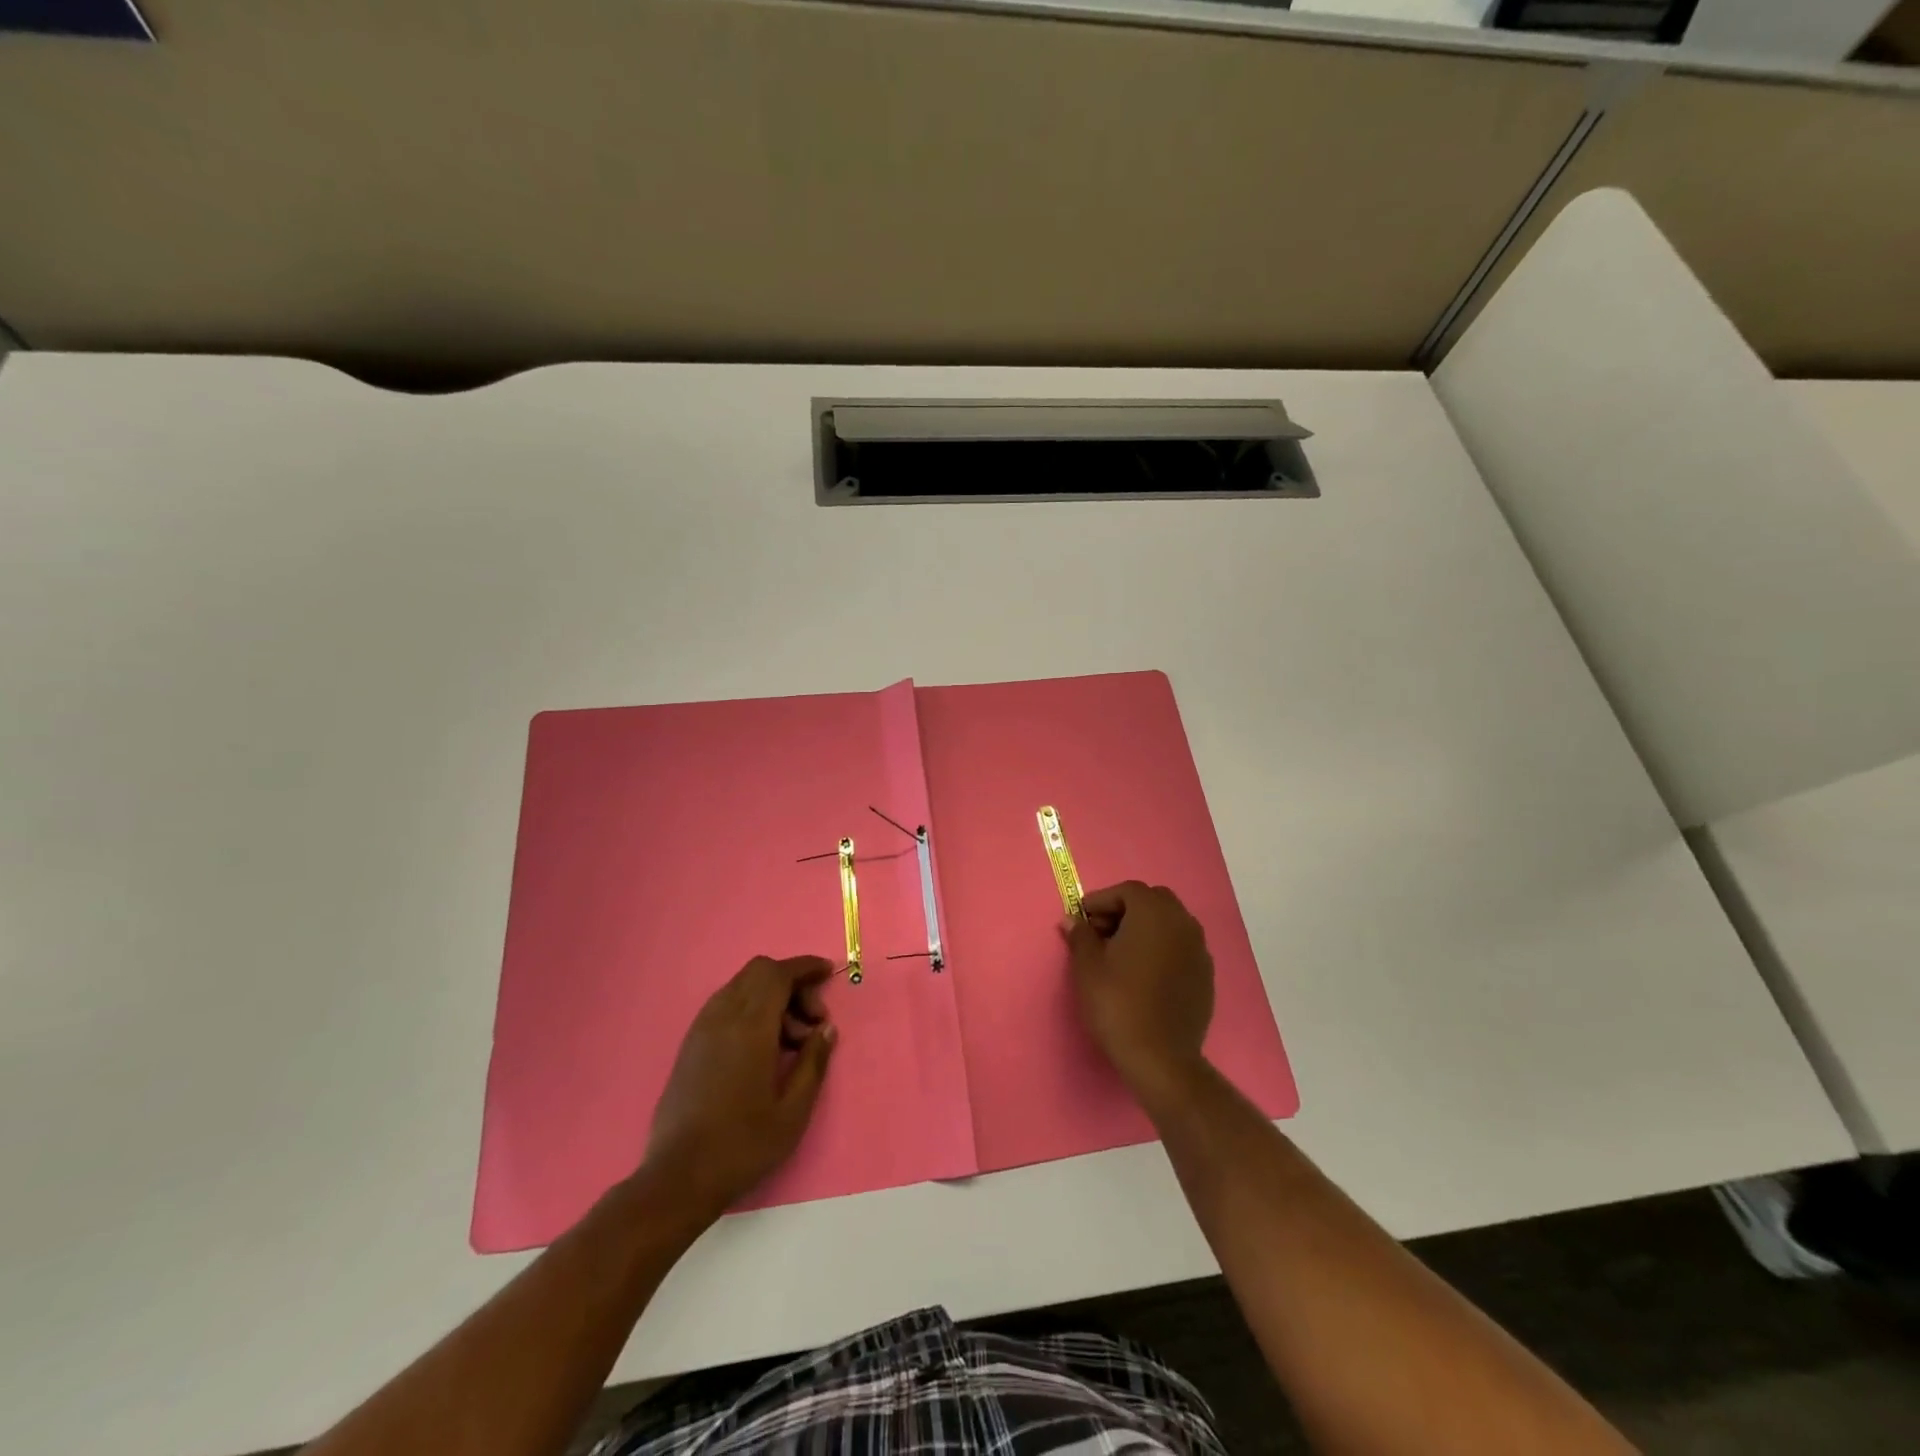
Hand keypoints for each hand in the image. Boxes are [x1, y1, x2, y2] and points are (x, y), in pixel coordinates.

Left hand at [641, 955, 837, 1220]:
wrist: (678, 1179)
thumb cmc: (742, 1145)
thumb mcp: (793, 1110)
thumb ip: (813, 1062)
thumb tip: (825, 1029)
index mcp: (750, 1027)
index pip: (779, 974)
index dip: (806, 967)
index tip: (828, 975)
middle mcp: (722, 1017)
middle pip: (759, 972)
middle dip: (791, 983)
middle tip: (811, 1022)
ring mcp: (701, 1029)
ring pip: (741, 986)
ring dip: (770, 997)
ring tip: (790, 1042)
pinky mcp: (690, 1045)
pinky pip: (725, 1006)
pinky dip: (750, 1009)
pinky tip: (762, 1048)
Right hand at [1062, 882, 1213, 1104]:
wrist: (1160, 1058)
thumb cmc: (1118, 1003)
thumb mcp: (1088, 967)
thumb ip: (1081, 935)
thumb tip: (1073, 920)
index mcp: (1154, 913)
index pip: (1127, 890)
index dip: (1101, 900)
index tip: (1082, 918)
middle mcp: (1183, 923)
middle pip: (1153, 902)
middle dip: (1126, 910)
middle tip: (1101, 932)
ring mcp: (1199, 950)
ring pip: (1170, 924)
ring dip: (1145, 928)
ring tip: (1120, 954)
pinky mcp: (1206, 975)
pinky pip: (1180, 948)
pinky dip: (1161, 949)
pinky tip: (1144, 974)